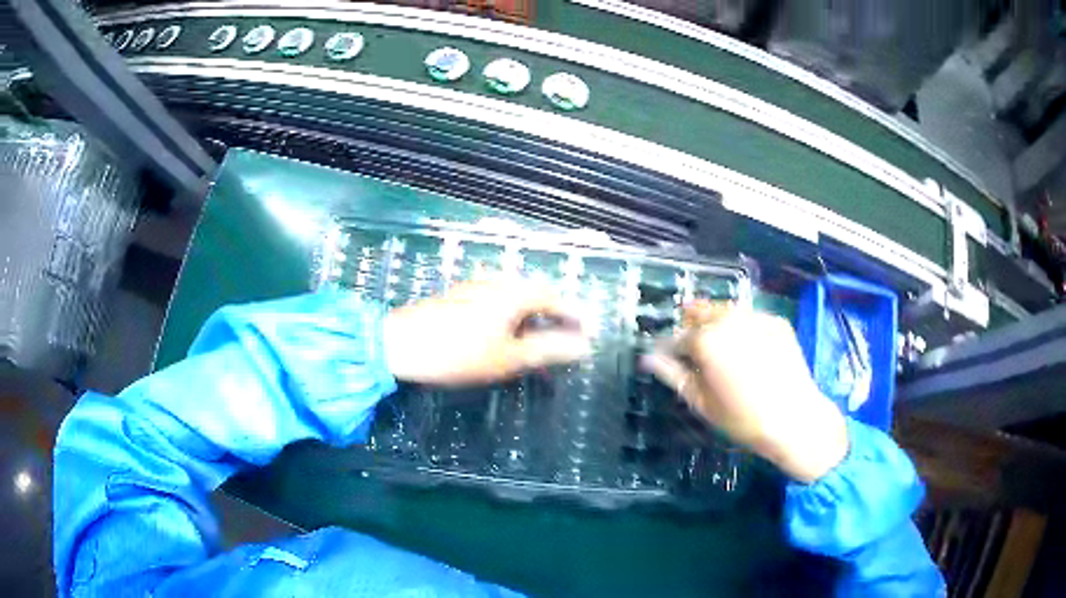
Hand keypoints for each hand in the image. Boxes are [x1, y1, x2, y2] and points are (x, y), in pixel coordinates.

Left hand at [383, 280, 590, 386]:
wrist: (400, 345)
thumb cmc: (459, 353)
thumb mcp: (509, 357)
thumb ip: (548, 350)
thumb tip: (584, 346)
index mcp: (514, 292)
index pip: (555, 298)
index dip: (573, 316)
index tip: (587, 334)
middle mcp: (497, 282)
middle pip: (535, 296)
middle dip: (553, 318)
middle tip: (565, 342)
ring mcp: (475, 288)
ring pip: (515, 301)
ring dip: (531, 321)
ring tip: (537, 346)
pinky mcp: (459, 298)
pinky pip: (497, 304)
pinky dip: (510, 321)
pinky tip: (505, 340)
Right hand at [644, 302, 848, 482]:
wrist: (794, 419)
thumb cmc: (742, 417)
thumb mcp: (701, 402)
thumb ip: (672, 375)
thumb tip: (648, 359)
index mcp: (706, 340)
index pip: (676, 337)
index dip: (667, 349)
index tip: (665, 360)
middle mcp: (728, 319)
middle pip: (699, 313)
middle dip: (691, 329)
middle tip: (694, 354)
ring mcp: (755, 317)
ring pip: (725, 311)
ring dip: (715, 323)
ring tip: (720, 349)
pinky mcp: (775, 320)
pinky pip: (749, 317)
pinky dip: (741, 328)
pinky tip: (747, 350)